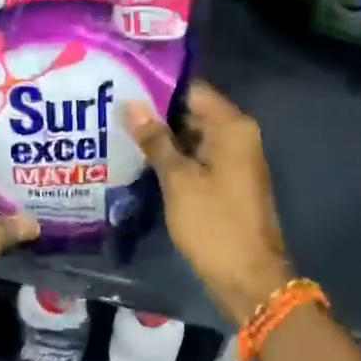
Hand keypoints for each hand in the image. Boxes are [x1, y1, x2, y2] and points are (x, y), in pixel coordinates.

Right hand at [125, 81, 293, 326]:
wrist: (248, 278)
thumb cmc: (214, 224)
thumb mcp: (178, 180)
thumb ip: (155, 140)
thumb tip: (131, 105)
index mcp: (232, 126)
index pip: (192, 89)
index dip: (158, 85)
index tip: (123, 82)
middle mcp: (237, 135)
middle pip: (192, 111)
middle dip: (155, 111)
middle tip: (112, 106)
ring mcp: (233, 159)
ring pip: (192, 135)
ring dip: (161, 135)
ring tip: (117, 128)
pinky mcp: (226, 181)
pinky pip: (196, 157)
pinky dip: (173, 156)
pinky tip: (139, 157)